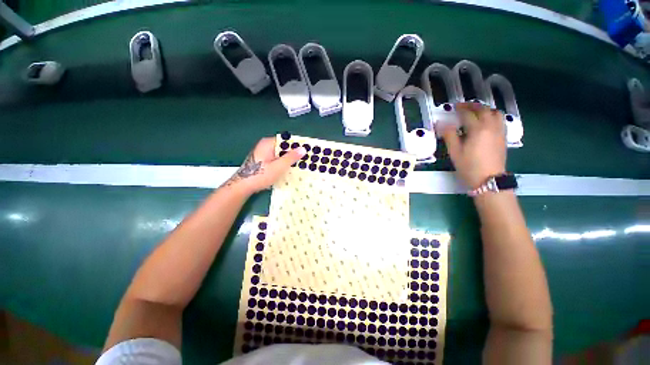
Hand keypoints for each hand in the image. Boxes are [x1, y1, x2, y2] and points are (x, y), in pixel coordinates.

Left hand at [224, 137, 305, 194]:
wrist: (243, 186)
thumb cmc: (261, 175)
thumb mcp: (279, 166)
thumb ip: (291, 157)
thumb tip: (303, 148)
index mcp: (268, 143)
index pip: (286, 140)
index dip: (297, 145)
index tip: (307, 151)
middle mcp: (265, 146)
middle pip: (283, 147)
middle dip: (294, 153)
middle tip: (306, 160)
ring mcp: (263, 154)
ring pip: (280, 154)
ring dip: (289, 160)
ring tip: (300, 166)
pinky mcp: (262, 161)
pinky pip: (276, 159)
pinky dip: (282, 163)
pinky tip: (289, 170)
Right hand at [441, 103, 506, 188]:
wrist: (489, 180)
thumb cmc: (469, 166)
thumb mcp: (455, 152)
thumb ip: (449, 135)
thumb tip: (441, 123)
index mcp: (478, 129)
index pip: (468, 114)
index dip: (460, 109)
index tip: (453, 107)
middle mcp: (491, 126)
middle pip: (483, 110)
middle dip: (473, 106)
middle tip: (463, 106)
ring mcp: (499, 131)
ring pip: (495, 113)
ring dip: (485, 109)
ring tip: (476, 112)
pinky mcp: (503, 137)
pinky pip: (500, 120)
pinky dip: (493, 115)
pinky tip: (486, 121)